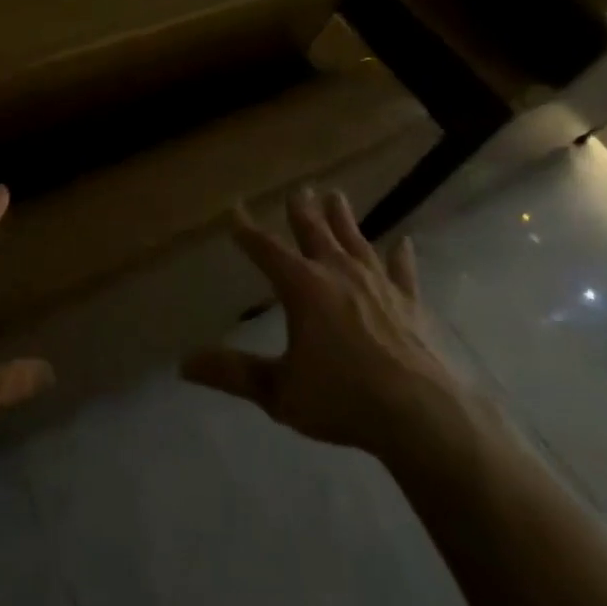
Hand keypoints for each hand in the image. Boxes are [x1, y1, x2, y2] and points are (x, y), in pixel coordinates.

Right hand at [183, 188, 466, 458]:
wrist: (422, 416)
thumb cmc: (343, 399)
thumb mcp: (279, 392)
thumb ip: (233, 374)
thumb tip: (183, 364)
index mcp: (302, 287)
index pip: (266, 250)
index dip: (246, 231)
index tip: (234, 209)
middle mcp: (337, 273)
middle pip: (314, 233)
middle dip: (302, 211)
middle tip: (298, 189)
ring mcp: (377, 284)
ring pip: (355, 241)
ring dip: (344, 218)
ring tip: (336, 195)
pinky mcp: (410, 303)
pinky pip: (403, 272)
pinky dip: (401, 257)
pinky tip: (404, 243)